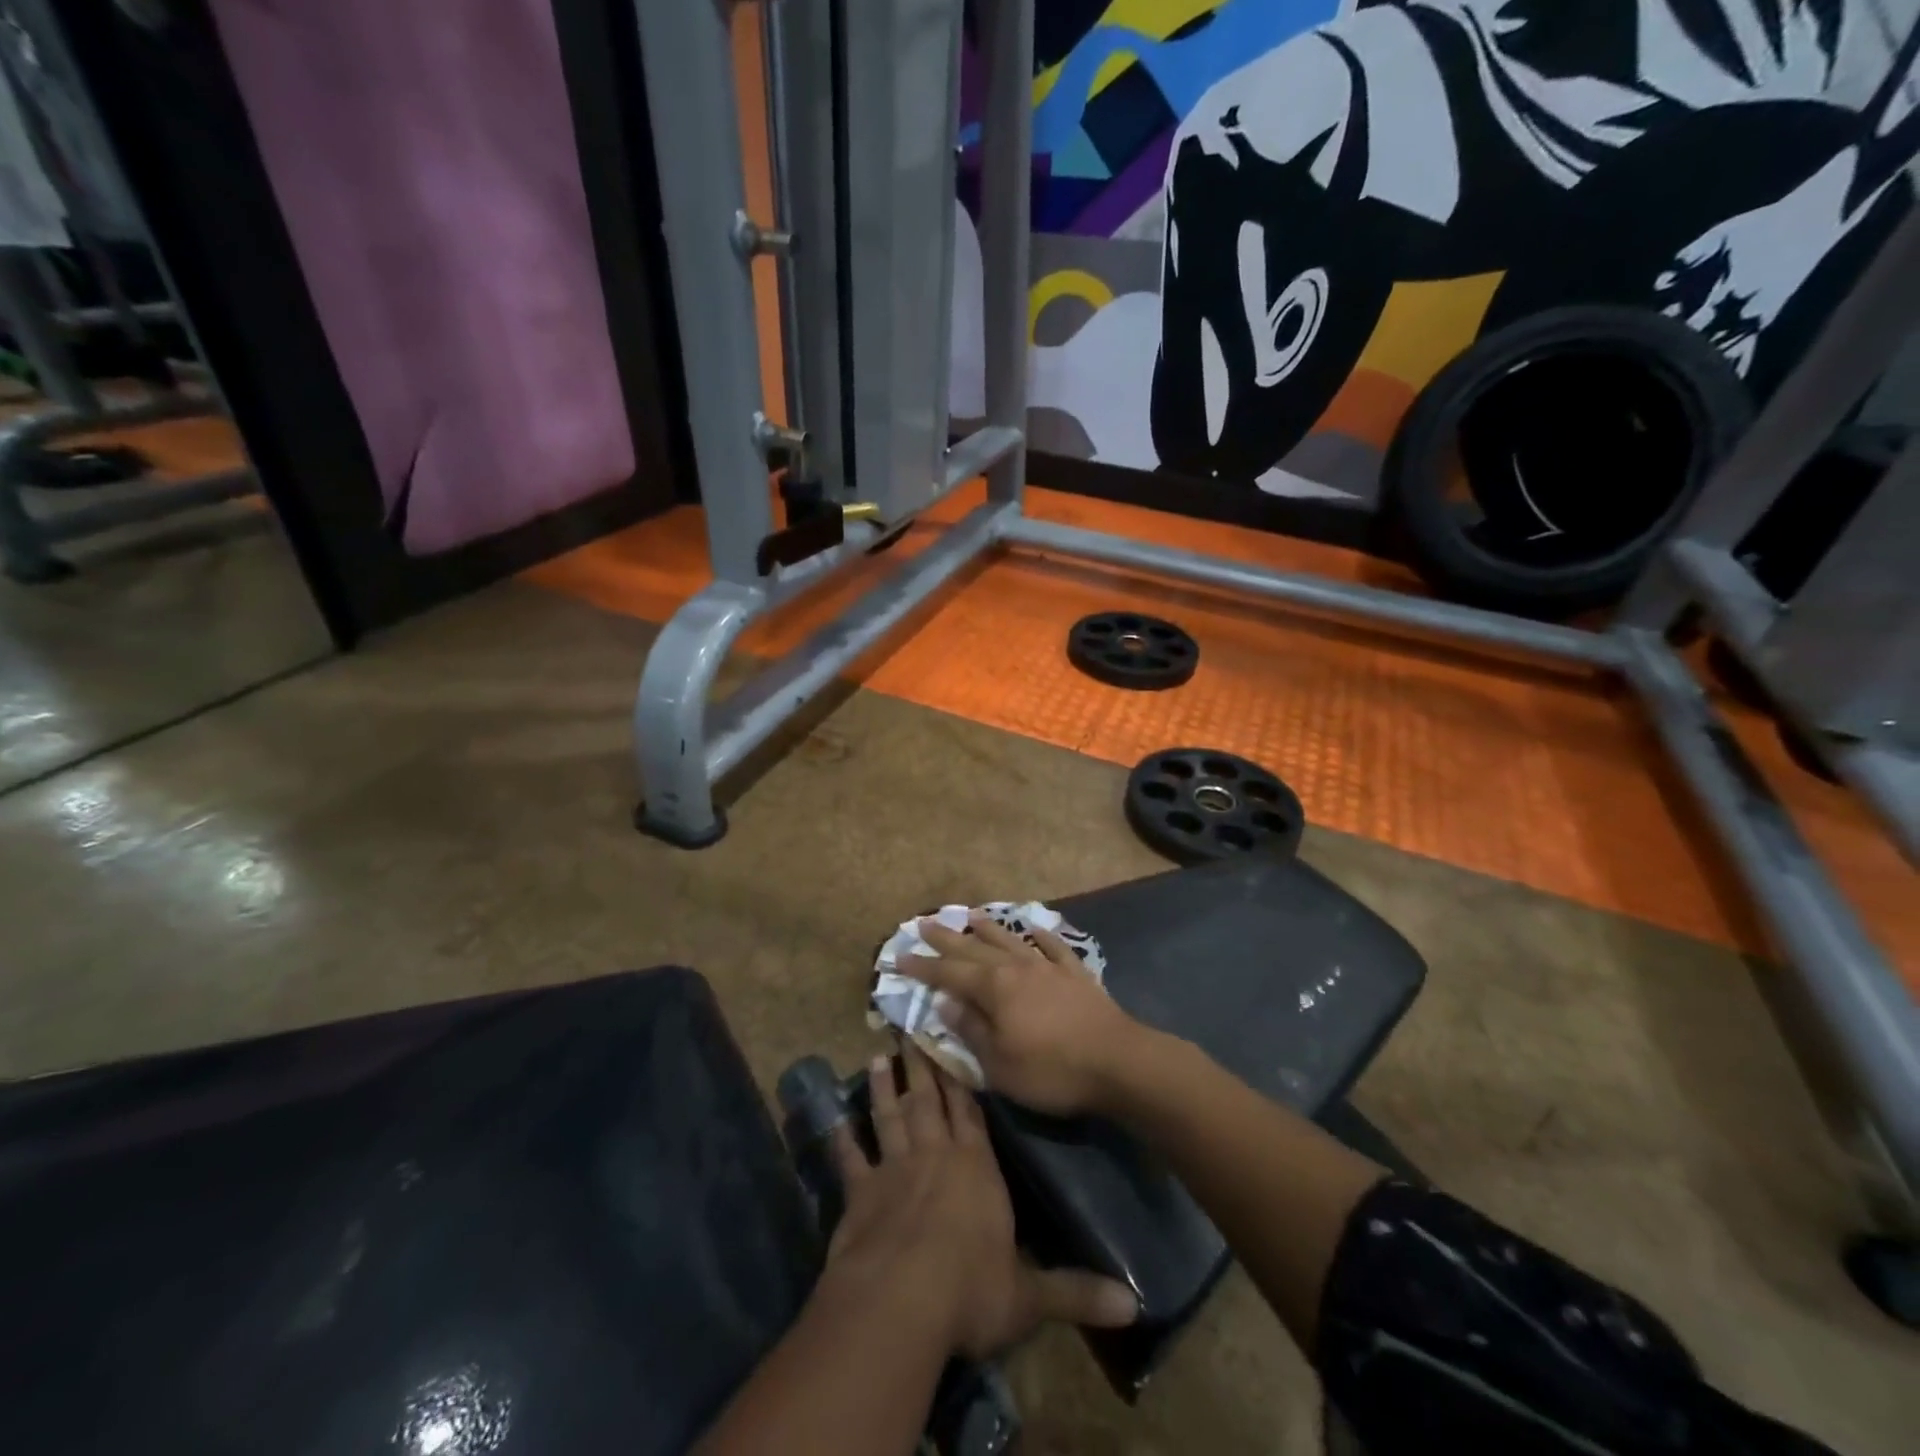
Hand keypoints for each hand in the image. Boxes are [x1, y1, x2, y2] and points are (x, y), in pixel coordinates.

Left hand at [824, 1043, 1137, 1358]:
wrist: (901, 1301)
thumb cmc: (970, 1289)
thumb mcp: (1030, 1297)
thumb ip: (1076, 1292)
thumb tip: (1134, 1304)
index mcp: (976, 1167)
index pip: (971, 1112)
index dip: (961, 1080)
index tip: (951, 1045)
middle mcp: (935, 1156)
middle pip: (929, 1100)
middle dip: (921, 1065)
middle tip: (909, 1029)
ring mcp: (894, 1169)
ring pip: (890, 1116)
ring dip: (883, 1088)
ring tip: (877, 1056)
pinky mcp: (861, 1192)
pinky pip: (850, 1158)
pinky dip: (843, 1138)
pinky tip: (835, 1119)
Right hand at [914, 913, 1155, 1117]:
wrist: (1117, 1062)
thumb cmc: (1051, 1070)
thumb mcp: (999, 1063)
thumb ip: (971, 1029)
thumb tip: (945, 1001)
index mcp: (994, 989)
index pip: (949, 974)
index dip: (923, 967)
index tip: (899, 956)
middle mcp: (1016, 968)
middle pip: (975, 949)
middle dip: (947, 938)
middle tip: (924, 922)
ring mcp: (1048, 967)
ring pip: (1011, 941)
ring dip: (988, 929)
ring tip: (971, 915)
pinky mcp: (1075, 974)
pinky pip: (1052, 947)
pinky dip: (1040, 936)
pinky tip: (1032, 928)